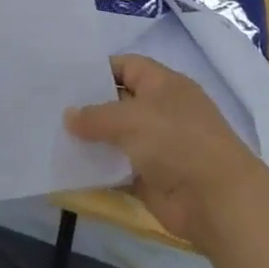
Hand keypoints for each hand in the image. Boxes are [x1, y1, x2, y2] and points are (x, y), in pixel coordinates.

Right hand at [66, 55, 268, 249]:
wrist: (217, 201)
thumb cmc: (177, 143)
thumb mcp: (131, 119)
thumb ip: (96, 116)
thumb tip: (68, 116)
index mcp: (164, 85)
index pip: (126, 66)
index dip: (98, 69)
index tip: (65, 78)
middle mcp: (161, 111)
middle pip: (119, 101)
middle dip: (89, 105)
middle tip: (51, 107)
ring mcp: (157, 146)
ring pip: (117, 137)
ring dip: (91, 139)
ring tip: (54, 135)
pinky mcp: (151, 177)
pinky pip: (118, 168)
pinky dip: (99, 168)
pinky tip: (70, 167)